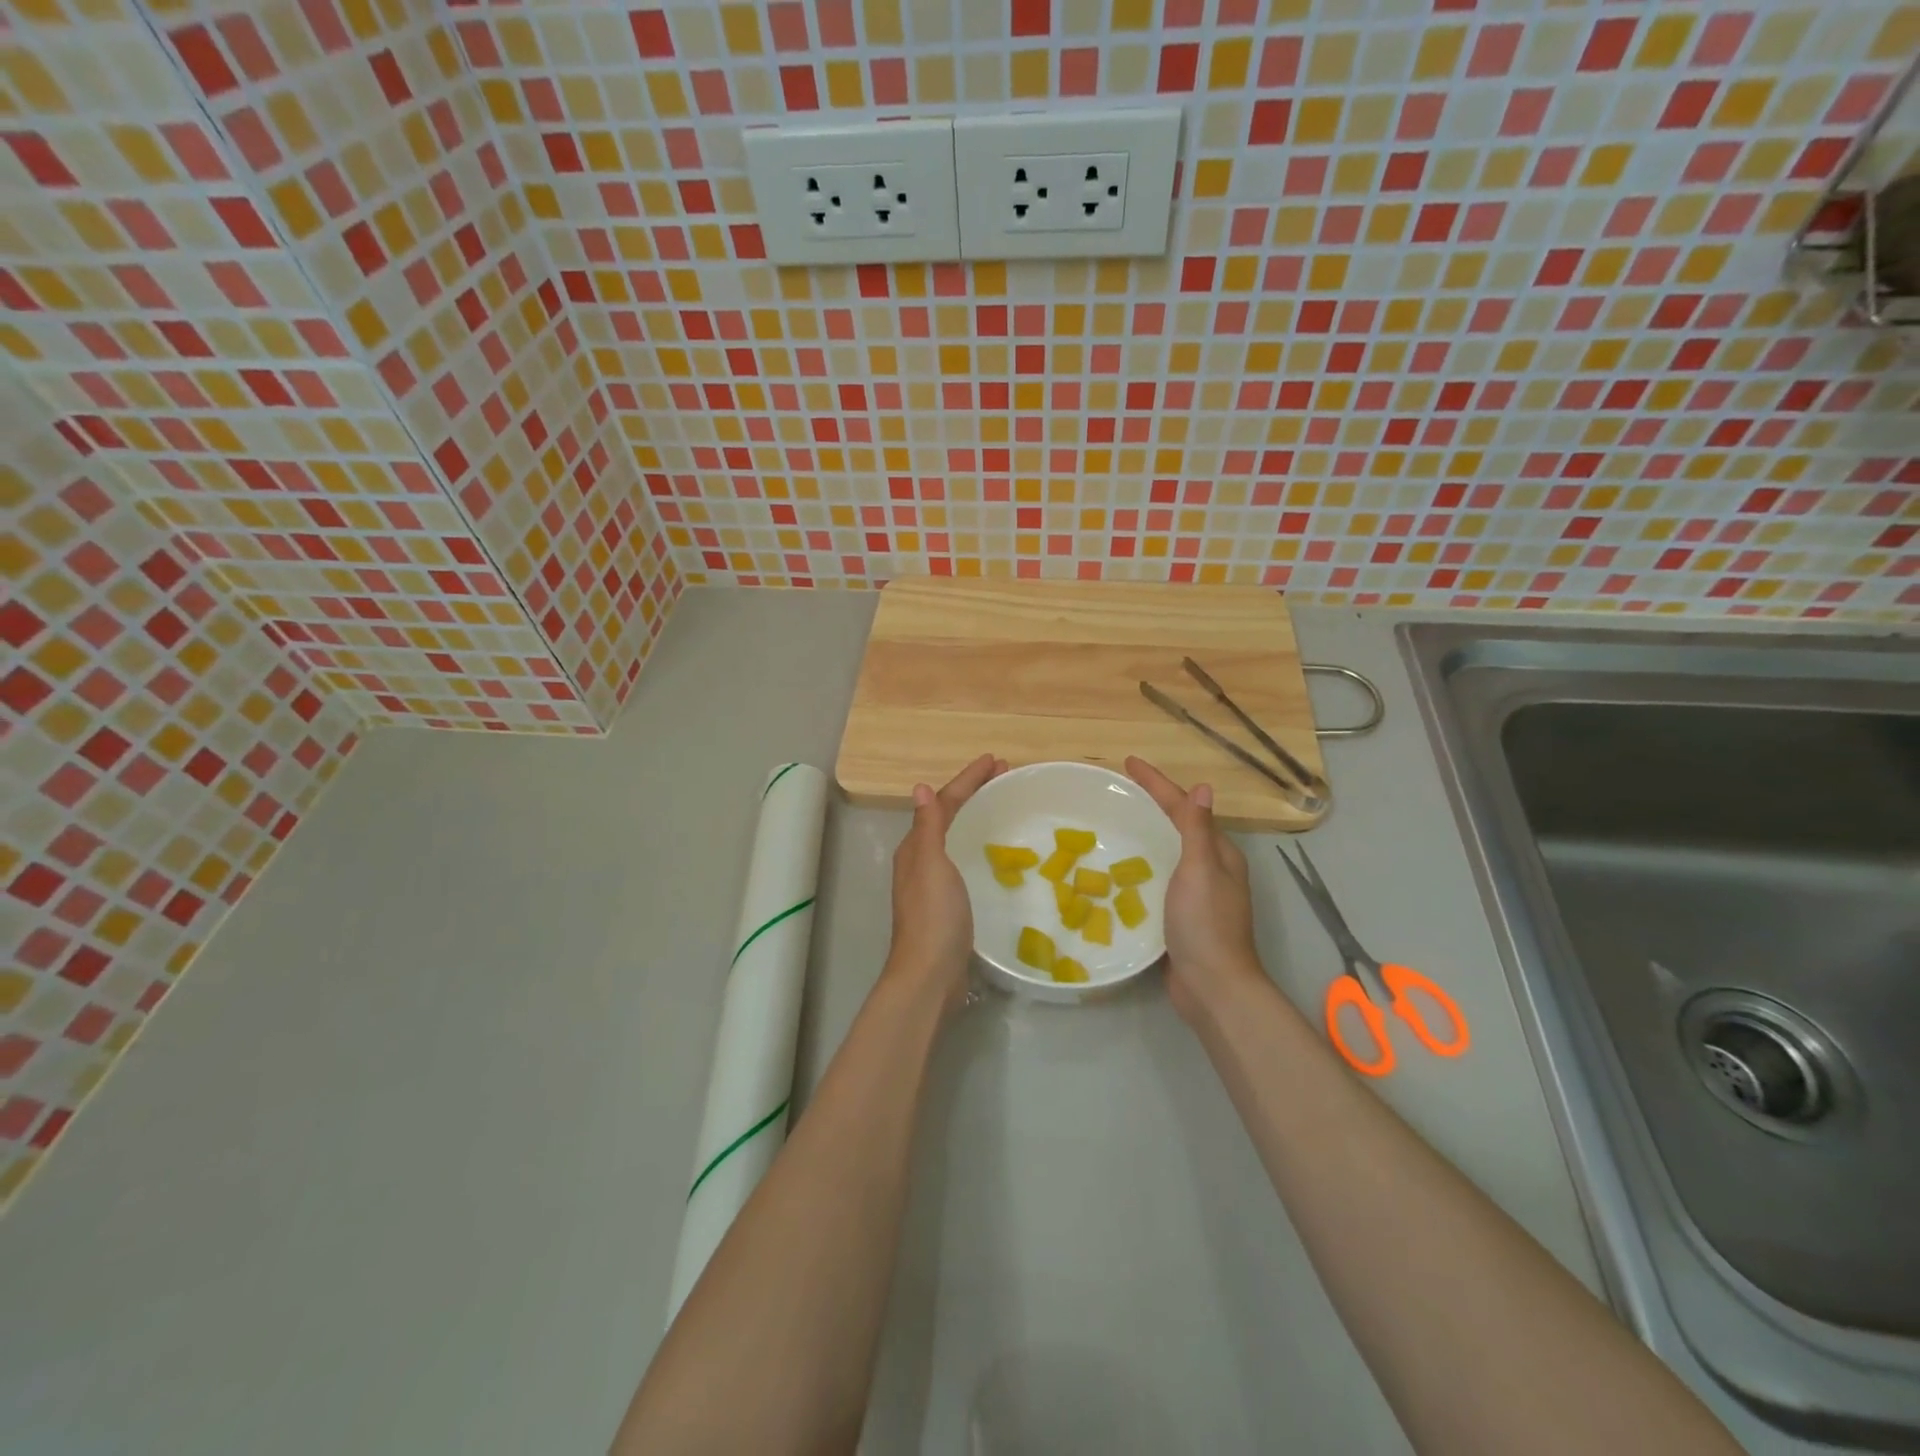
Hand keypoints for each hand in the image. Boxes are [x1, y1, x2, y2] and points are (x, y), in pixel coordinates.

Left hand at [883, 753, 1006, 1010]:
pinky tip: (994, 852)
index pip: (944, 803)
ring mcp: (933, 884)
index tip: (996, 760)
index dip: (968, 780)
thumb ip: (928, 827)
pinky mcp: (948, 904)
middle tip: (1004, 776)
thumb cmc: (933, 916)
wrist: (930, 975)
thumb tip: (922, 788)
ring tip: (1002, 804)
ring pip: (956, 837)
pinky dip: (978, 844)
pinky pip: (964, 860)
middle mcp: (921, 861)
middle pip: (948, 816)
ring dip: (976, 815)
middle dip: (973, 793)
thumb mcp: (930, 865)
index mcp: (916, 848)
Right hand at [1126, 757, 1265, 1023]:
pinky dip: (1142, 866)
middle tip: (1120, 790)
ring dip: (1146, 834)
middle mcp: (1212, 870)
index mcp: (1219, 854)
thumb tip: (1202, 787)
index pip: (1185, 807)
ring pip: (1168, 853)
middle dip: (1152, 804)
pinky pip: (1159, 880)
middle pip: (1178, 826)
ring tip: (1115, 823)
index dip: (1157, 783)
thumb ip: (1197, 830)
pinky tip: (1120, 870)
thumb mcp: (1200, 869)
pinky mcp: (1181, 917)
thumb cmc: (1205, 923)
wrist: (1212, 986)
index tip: (1128, 763)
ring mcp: (1197, 895)